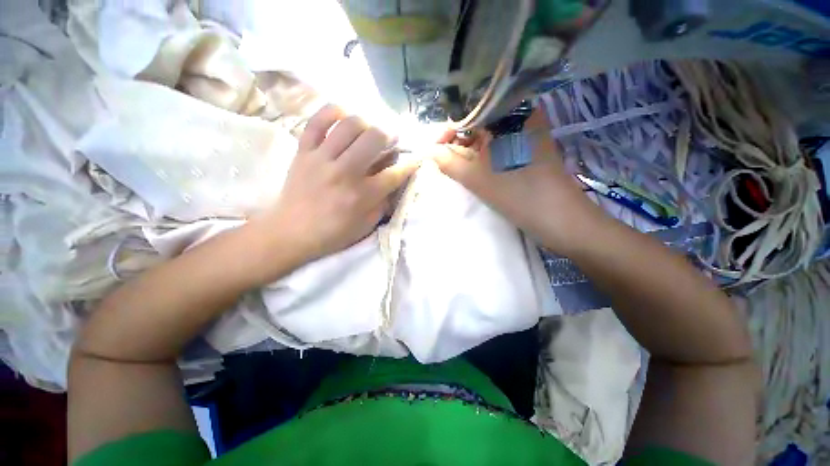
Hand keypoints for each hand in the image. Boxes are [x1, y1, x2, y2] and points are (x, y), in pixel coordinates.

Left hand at [253, 105, 418, 264]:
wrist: (291, 232)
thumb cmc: (334, 233)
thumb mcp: (366, 225)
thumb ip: (383, 202)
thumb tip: (394, 180)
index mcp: (362, 196)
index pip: (394, 174)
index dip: (410, 165)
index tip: (416, 159)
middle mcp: (345, 173)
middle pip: (374, 138)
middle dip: (389, 135)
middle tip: (390, 140)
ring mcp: (322, 159)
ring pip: (350, 125)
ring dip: (366, 123)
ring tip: (368, 130)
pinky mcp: (304, 151)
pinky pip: (317, 121)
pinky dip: (332, 112)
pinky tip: (343, 116)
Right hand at [434, 109, 605, 254]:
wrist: (563, 222)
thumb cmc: (519, 196)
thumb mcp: (477, 179)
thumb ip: (449, 163)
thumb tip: (427, 152)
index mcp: (512, 113)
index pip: (471, 111)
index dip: (449, 129)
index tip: (434, 148)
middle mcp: (522, 117)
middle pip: (480, 123)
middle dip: (457, 141)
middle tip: (441, 159)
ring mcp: (528, 134)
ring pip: (489, 136)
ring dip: (469, 150)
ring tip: (453, 165)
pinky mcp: (530, 150)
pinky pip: (500, 146)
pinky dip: (483, 156)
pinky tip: (473, 167)